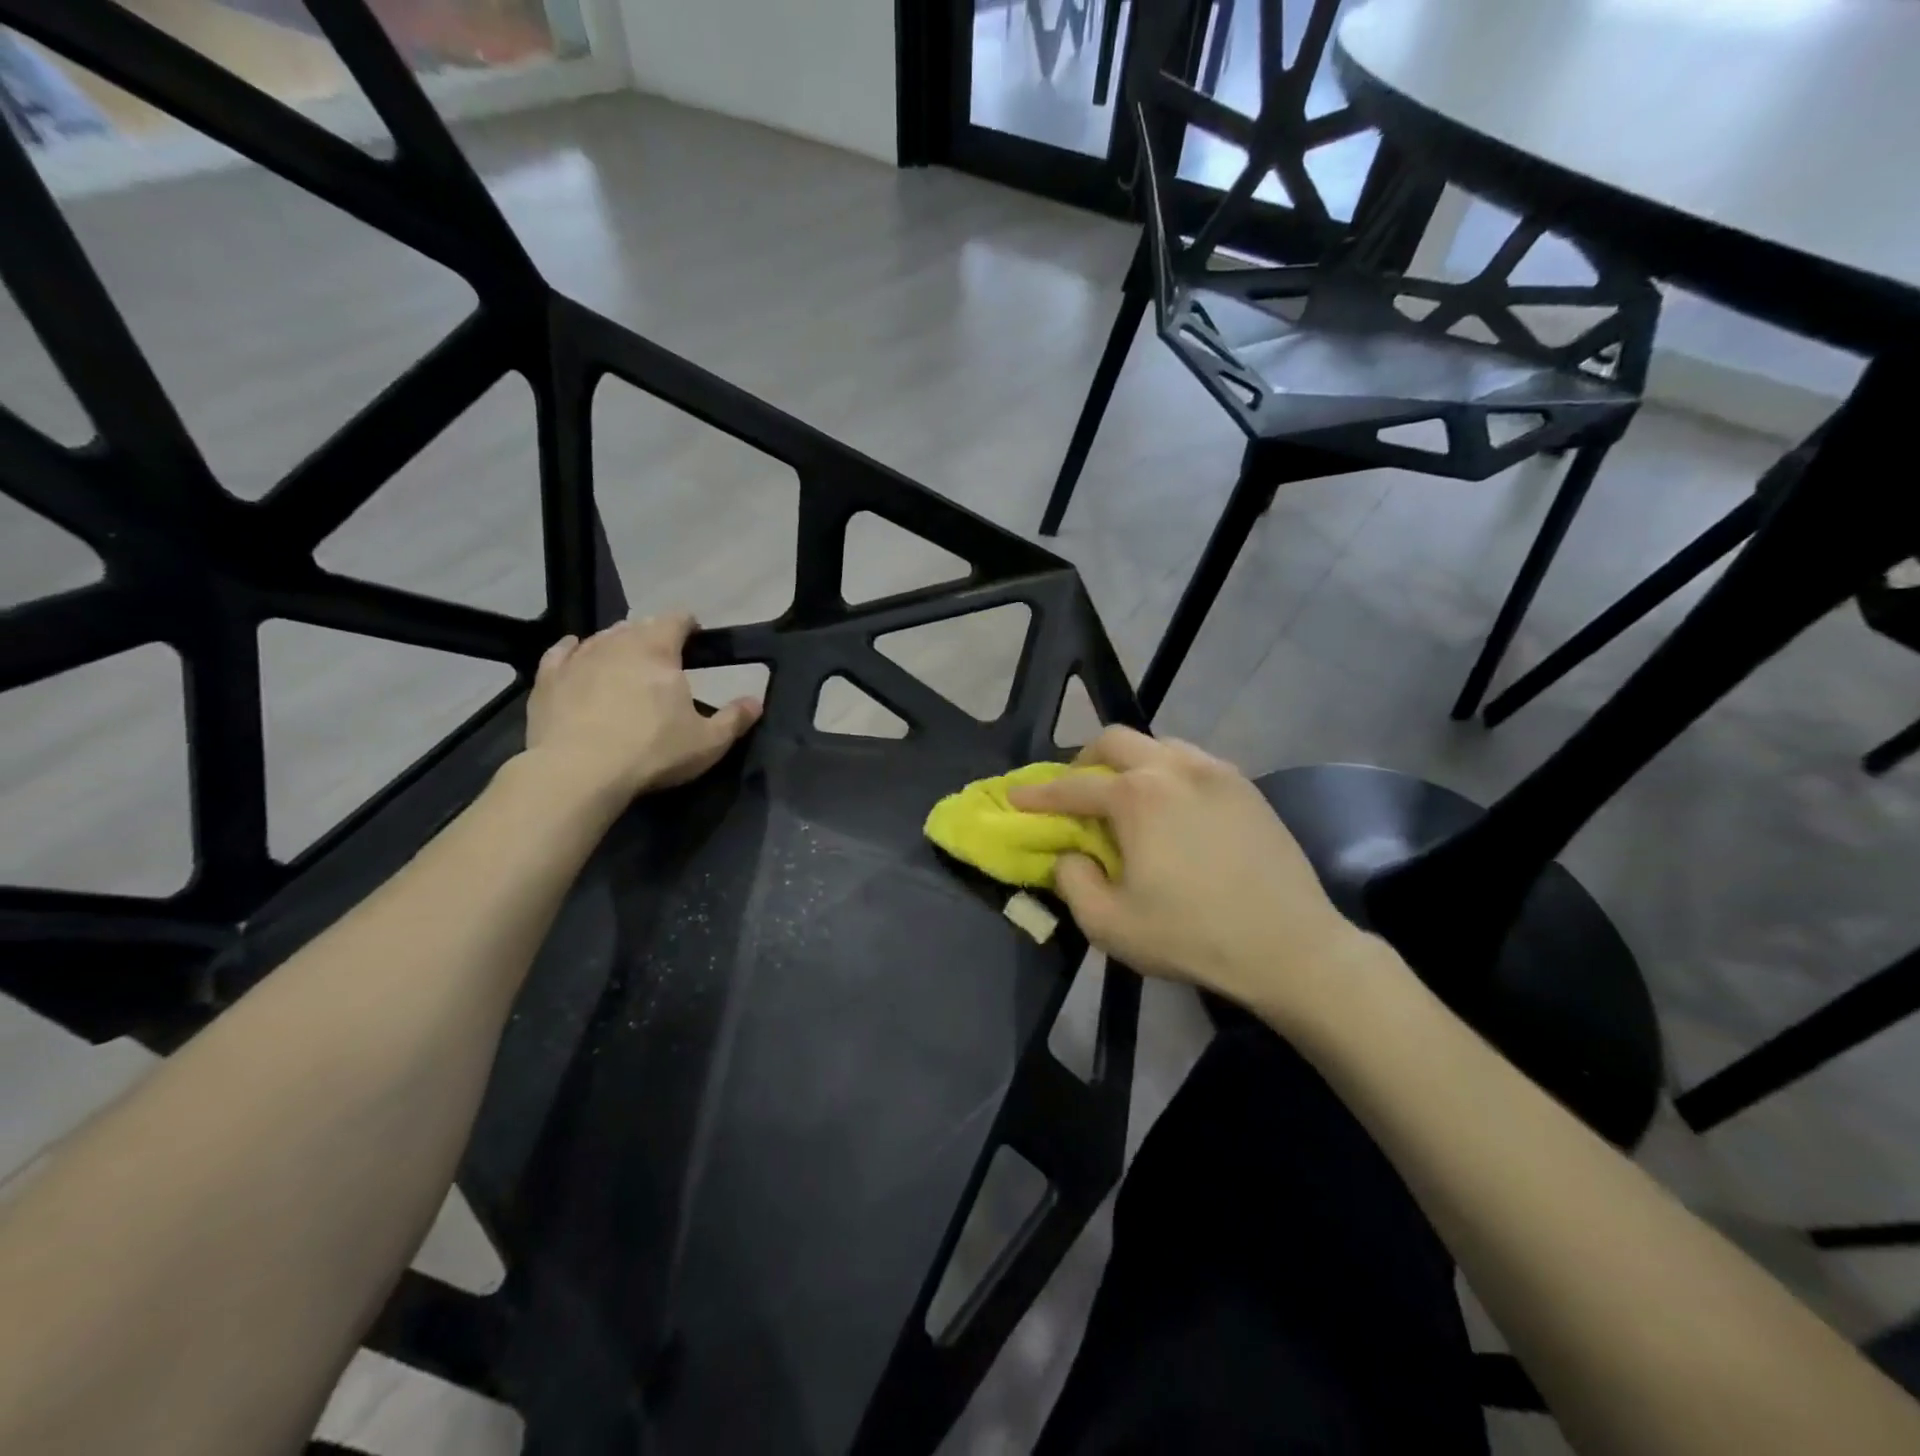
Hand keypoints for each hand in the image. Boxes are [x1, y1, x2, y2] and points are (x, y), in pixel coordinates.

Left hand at [523, 614, 760, 801]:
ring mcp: (578, 658)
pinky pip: (561, 653)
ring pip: (602, 637)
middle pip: (639, 626)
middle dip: (653, 635)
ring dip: (617, 643)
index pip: (677, 619)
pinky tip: (575, 653)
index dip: (689, 624)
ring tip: (625, 660)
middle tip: (664, 657)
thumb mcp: (708, 742)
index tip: (695, 635)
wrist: (578, 771)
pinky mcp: (548, 679)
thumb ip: (735, 719)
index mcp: (659, 650)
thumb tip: (756, 702)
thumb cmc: (652, 751)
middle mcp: (618, 643)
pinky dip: (572, 650)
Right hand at [1009, 727, 1381, 1029]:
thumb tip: (1070, 854)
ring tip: (1125, 797)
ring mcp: (1215, 771)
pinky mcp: (1245, 786)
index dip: (1038, 795)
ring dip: (1129, 763)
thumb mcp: (1110, 924)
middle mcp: (1173, 768)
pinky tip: (1172, 807)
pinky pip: (1192, 761)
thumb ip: (1072, 882)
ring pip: (1157, 745)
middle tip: (1075, 791)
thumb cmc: (1193, 935)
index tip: (1015, 799)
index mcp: (1136, 796)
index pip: (1072, 787)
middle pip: (1114, 741)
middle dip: (1084, 760)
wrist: (1291, 946)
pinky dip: (1167, 772)